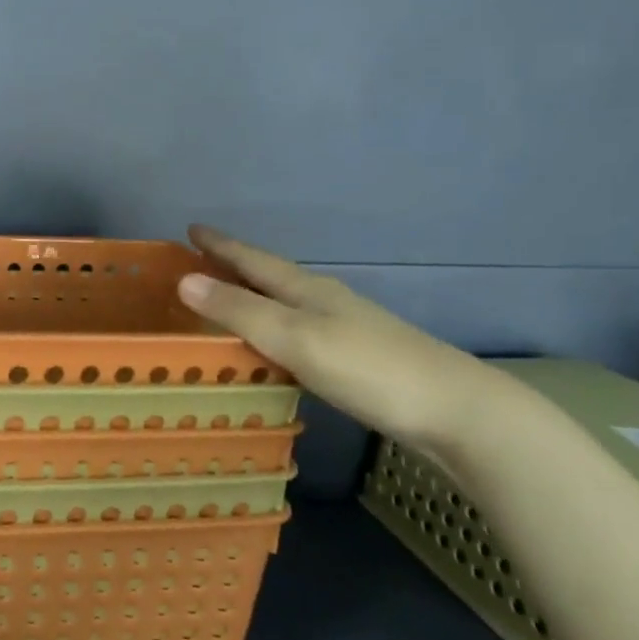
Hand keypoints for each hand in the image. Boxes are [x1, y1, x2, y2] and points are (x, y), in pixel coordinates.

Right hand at [177, 225, 513, 450]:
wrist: (455, 410)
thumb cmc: (367, 368)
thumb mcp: (294, 338)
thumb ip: (239, 311)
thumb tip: (183, 279)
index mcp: (307, 290)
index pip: (253, 260)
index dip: (221, 246)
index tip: (190, 228)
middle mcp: (325, 301)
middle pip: (270, 277)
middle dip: (234, 267)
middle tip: (198, 262)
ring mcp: (345, 328)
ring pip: (286, 304)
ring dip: (253, 298)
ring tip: (225, 302)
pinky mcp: (357, 358)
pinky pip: (299, 331)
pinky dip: (273, 329)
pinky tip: (272, 347)